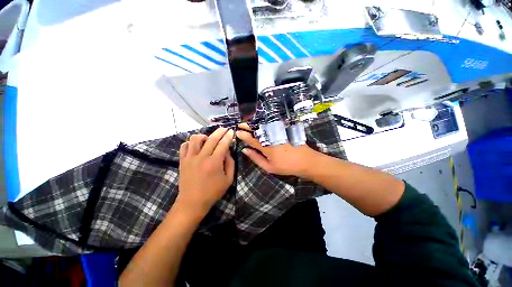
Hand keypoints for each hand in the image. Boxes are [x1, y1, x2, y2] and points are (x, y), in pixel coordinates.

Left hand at [176, 128, 234, 217]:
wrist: (192, 202)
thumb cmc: (213, 192)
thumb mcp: (228, 179)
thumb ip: (230, 163)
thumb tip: (227, 151)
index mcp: (214, 163)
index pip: (223, 144)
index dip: (228, 136)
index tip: (231, 131)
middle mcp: (202, 157)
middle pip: (211, 139)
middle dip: (219, 131)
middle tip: (224, 129)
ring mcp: (190, 158)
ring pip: (195, 139)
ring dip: (204, 136)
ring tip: (208, 139)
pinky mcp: (182, 161)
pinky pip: (184, 146)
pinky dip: (191, 143)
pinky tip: (196, 146)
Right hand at [236, 125, 319, 177]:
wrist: (305, 161)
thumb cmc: (286, 166)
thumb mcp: (269, 167)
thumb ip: (256, 158)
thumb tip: (245, 150)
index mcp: (266, 147)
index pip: (251, 139)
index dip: (243, 135)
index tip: (237, 132)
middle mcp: (270, 137)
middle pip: (257, 129)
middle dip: (247, 126)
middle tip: (240, 124)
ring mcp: (278, 132)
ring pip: (263, 125)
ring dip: (255, 123)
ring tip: (248, 122)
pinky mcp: (284, 130)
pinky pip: (272, 124)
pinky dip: (265, 123)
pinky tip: (261, 123)